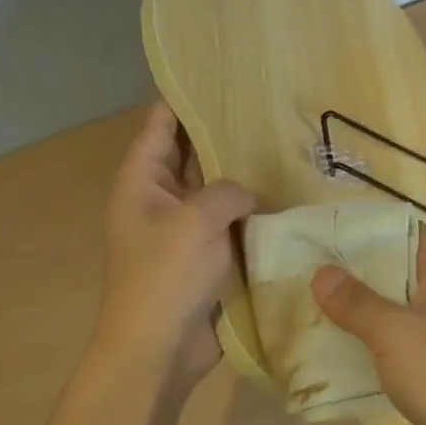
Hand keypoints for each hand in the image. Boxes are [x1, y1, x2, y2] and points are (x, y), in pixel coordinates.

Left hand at [93, 104, 255, 388]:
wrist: (159, 349)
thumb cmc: (166, 277)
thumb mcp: (196, 220)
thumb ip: (227, 191)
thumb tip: (247, 196)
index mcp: (141, 182)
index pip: (160, 124)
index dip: (184, 98)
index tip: (218, 74)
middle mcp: (159, 198)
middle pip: (190, 154)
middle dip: (222, 134)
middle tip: (266, 108)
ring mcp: (182, 228)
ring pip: (214, 189)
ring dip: (241, 175)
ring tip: (283, 146)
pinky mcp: (204, 255)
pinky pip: (228, 222)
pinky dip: (249, 211)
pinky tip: (283, 196)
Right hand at [312, 229, 425, 424]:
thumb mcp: (395, 332)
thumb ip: (357, 301)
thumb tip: (322, 273)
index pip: (403, 230)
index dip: (365, 228)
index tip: (323, 232)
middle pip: (395, 269)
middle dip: (352, 273)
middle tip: (305, 272)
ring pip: (393, 309)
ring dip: (358, 311)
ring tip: (308, 307)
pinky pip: (397, 343)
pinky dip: (370, 343)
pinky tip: (334, 350)